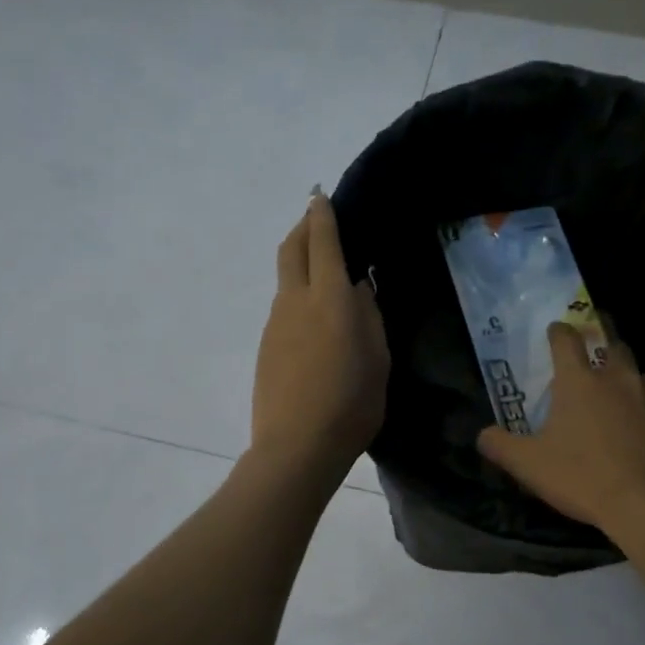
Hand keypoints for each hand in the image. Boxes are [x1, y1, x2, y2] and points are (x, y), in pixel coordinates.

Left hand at [249, 191, 388, 481]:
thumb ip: (369, 317)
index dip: (322, 215)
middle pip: (292, 248)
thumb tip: (358, 287)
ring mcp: (275, 323)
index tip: (321, 196)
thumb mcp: (378, 360)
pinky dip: (296, 294)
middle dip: (302, 226)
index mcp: (330, 299)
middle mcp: (296, 301)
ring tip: (322, 270)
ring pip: (285, 277)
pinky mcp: (266, 345)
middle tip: (315, 218)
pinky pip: (283, 306)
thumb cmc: (350, 405)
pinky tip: (313, 317)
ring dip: (299, 261)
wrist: (296, 447)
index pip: (324, 242)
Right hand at [477, 324, 644, 532]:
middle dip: (601, 339)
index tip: (555, 330)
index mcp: (579, 380)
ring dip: (629, 373)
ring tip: (621, 387)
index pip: (566, 339)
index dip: (558, 331)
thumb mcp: (529, 466)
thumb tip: (483, 435)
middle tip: (593, 348)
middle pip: (612, 342)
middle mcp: (619, 377)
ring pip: (642, 370)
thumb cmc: (585, 477)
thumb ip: (501, 446)